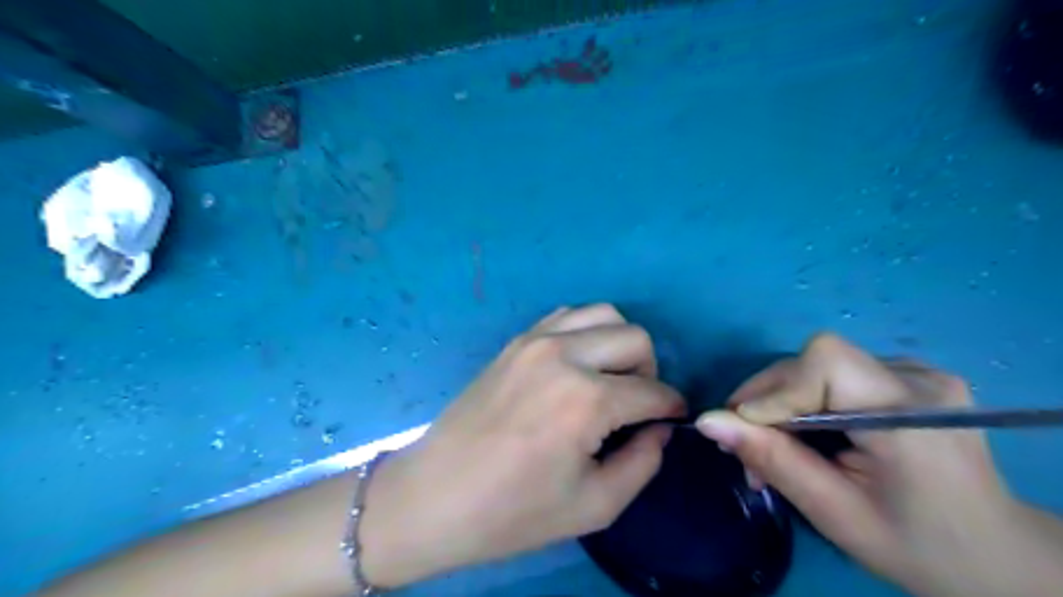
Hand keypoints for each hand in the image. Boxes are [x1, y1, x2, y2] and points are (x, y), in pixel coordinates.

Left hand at [361, 305, 685, 584]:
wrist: (436, 494)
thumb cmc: (514, 511)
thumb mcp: (594, 505)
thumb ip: (643, 462)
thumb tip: (659, 427)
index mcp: (586, 399)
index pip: (653, 391)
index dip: (671, 407)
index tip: (672, 420)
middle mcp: (564, 355)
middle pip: (635, 338)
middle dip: (650, 371)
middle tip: (638, 405)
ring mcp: (535, 340)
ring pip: (604, 314)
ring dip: (619, 344)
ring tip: (609, 380)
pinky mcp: (516, 341)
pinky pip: (567, 316)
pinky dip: (586, 332)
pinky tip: (579, 364)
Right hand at [698, 336, 1052, 596]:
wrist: (995, 556)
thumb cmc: (916, 546)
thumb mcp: (835, 512)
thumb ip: (772, 460)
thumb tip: (708, 421)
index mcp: (911, 414)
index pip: (823, 362)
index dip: (775, 390)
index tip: (745, 433)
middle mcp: (918, 378)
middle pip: (815, 361)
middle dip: (768, 400)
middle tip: (746, 448)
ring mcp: (917, 372)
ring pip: (818, 366)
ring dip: (783, 401)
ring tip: (773, 445)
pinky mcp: (908, 377)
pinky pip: (835, 374)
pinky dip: (806, 399)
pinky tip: (807, 433)